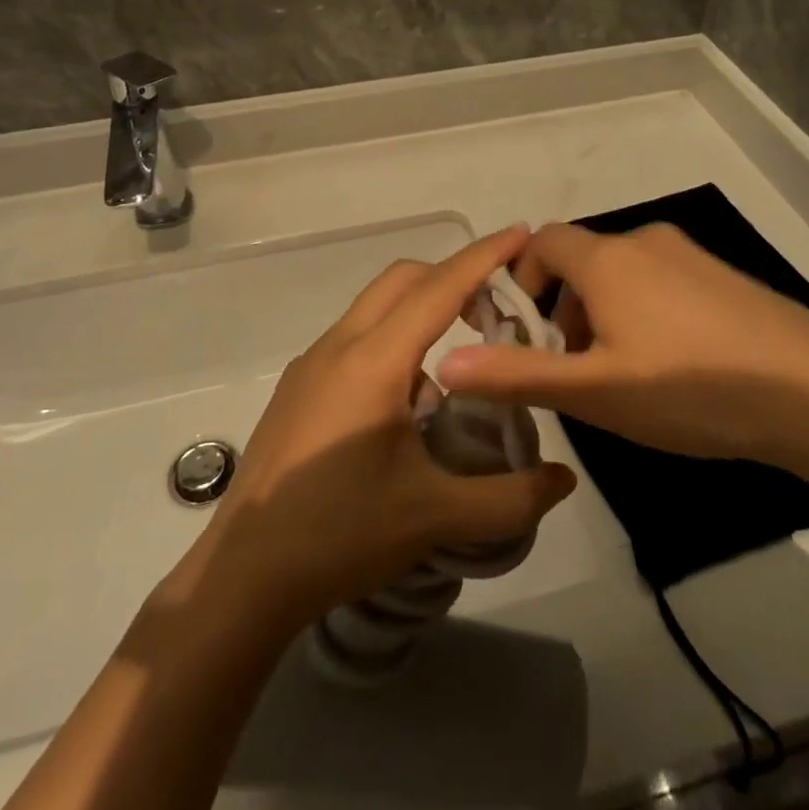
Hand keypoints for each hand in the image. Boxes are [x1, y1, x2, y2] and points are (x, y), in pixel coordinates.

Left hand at [184, 226, 575, 633]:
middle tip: (495, 311)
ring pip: (375, 307)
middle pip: (403, 280)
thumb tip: (564, 480)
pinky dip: (392, 341)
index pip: (439, 288)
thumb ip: (509, 498)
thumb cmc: (340, 535)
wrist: (244, 576)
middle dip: (452, 278)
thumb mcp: (434, 518)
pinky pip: (355, 338)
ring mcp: (312, 364)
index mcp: (374, 361)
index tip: (520, 233)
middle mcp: (339, 346)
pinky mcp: (298, 387)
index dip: (483, 257)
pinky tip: (407, 404)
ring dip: (420, 313)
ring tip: (455, 367)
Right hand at [437, 223, 808, 464]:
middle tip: (571, 365)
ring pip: (624, 273)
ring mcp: (691, 257)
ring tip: (620, 374)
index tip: (524, 328)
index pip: (542, 242)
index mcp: (606, 259)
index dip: (521, 277)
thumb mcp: (594, 391)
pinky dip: (645, 311)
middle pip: (583, 259)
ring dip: (604, 311)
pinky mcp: (726, 278)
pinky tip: (674, 368)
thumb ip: (517, 374)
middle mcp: (645, 242)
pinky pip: (664, 282)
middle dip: (563, 305)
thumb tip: (445, 362)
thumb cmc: (689, 388)